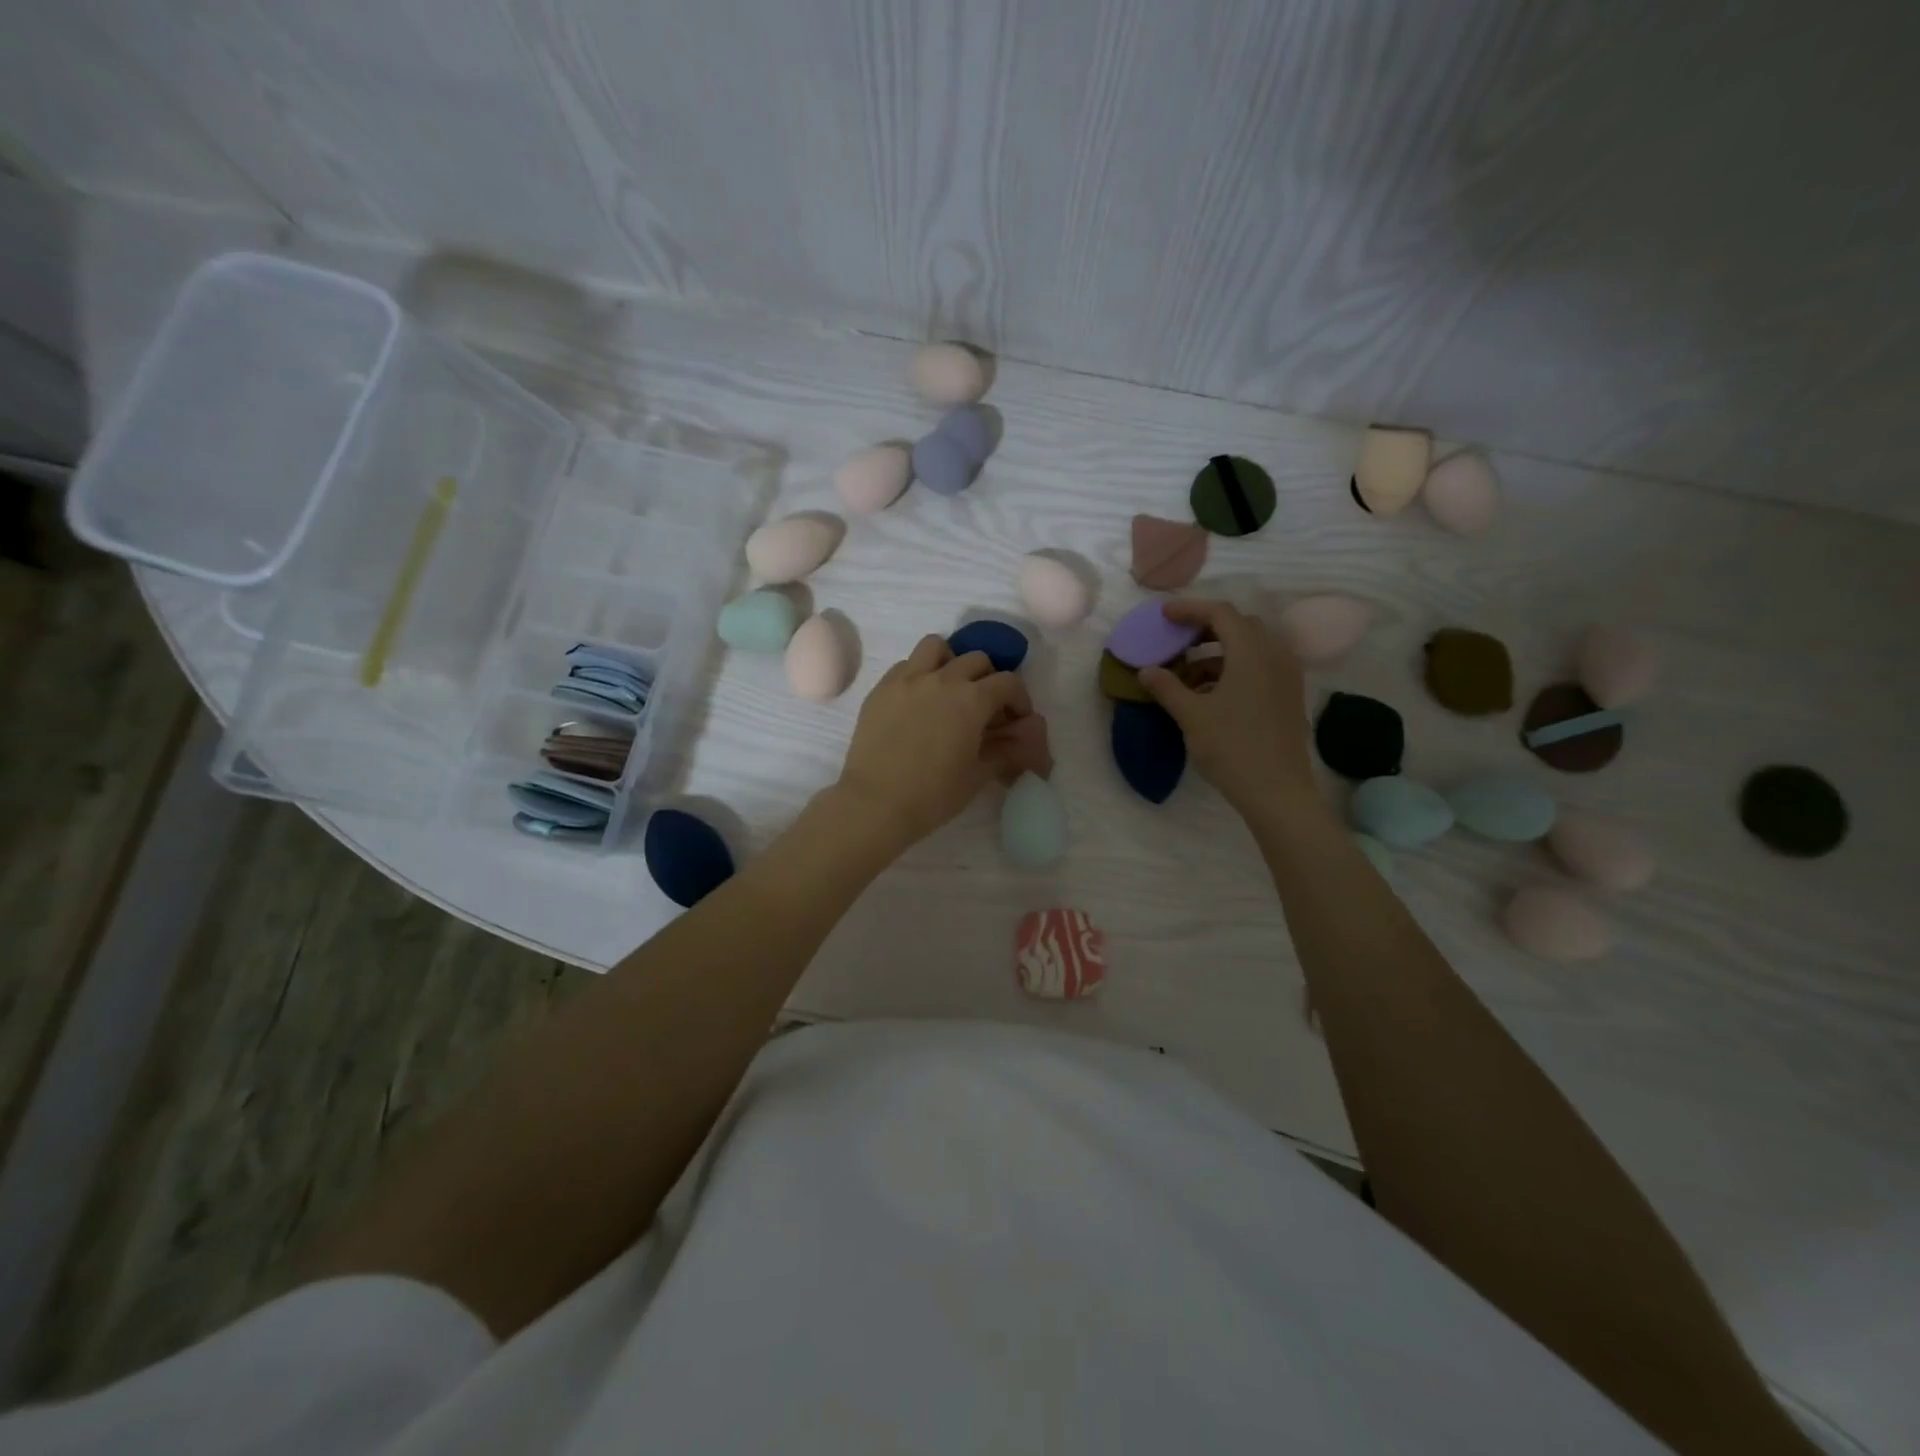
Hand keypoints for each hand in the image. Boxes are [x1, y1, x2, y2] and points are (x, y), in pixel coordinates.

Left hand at [832, 635, 1031, 849]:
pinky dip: (919, 673)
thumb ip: (1003, 751)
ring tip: (949, 688)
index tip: (1016, 719)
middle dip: (988, 678)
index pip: (1008, 683)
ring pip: (936, 647)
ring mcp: (908, 679)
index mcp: (972, 699)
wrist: (876, 803)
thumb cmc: (933, 795)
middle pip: (976, 659)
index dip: (1019, 699)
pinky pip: (905, 665)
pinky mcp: (881, 688)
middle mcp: (942, 679)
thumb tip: (1018, 741)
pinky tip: (918, 700)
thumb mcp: (978, 775)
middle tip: (985, 706)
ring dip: (950, 661)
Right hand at [1138, 599, 1319, 820]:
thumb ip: (1167, 688)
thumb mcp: (1192, 717)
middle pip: (1240, 625)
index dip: (1190, 609)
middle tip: (1178, 639)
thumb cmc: (1232, 748)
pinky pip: (1262, 665)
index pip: (1220, 613)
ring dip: (1220, 650)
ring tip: (1190, 673)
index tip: (1164, 615)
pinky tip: (1213, 693)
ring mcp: (1287, 675)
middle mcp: (1275, 655)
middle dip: (1206, 627)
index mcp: (1251, 653)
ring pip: (1252, 647)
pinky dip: (1235, 667)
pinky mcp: (1289, 695)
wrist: (1277, 791)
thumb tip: (1146, 670)